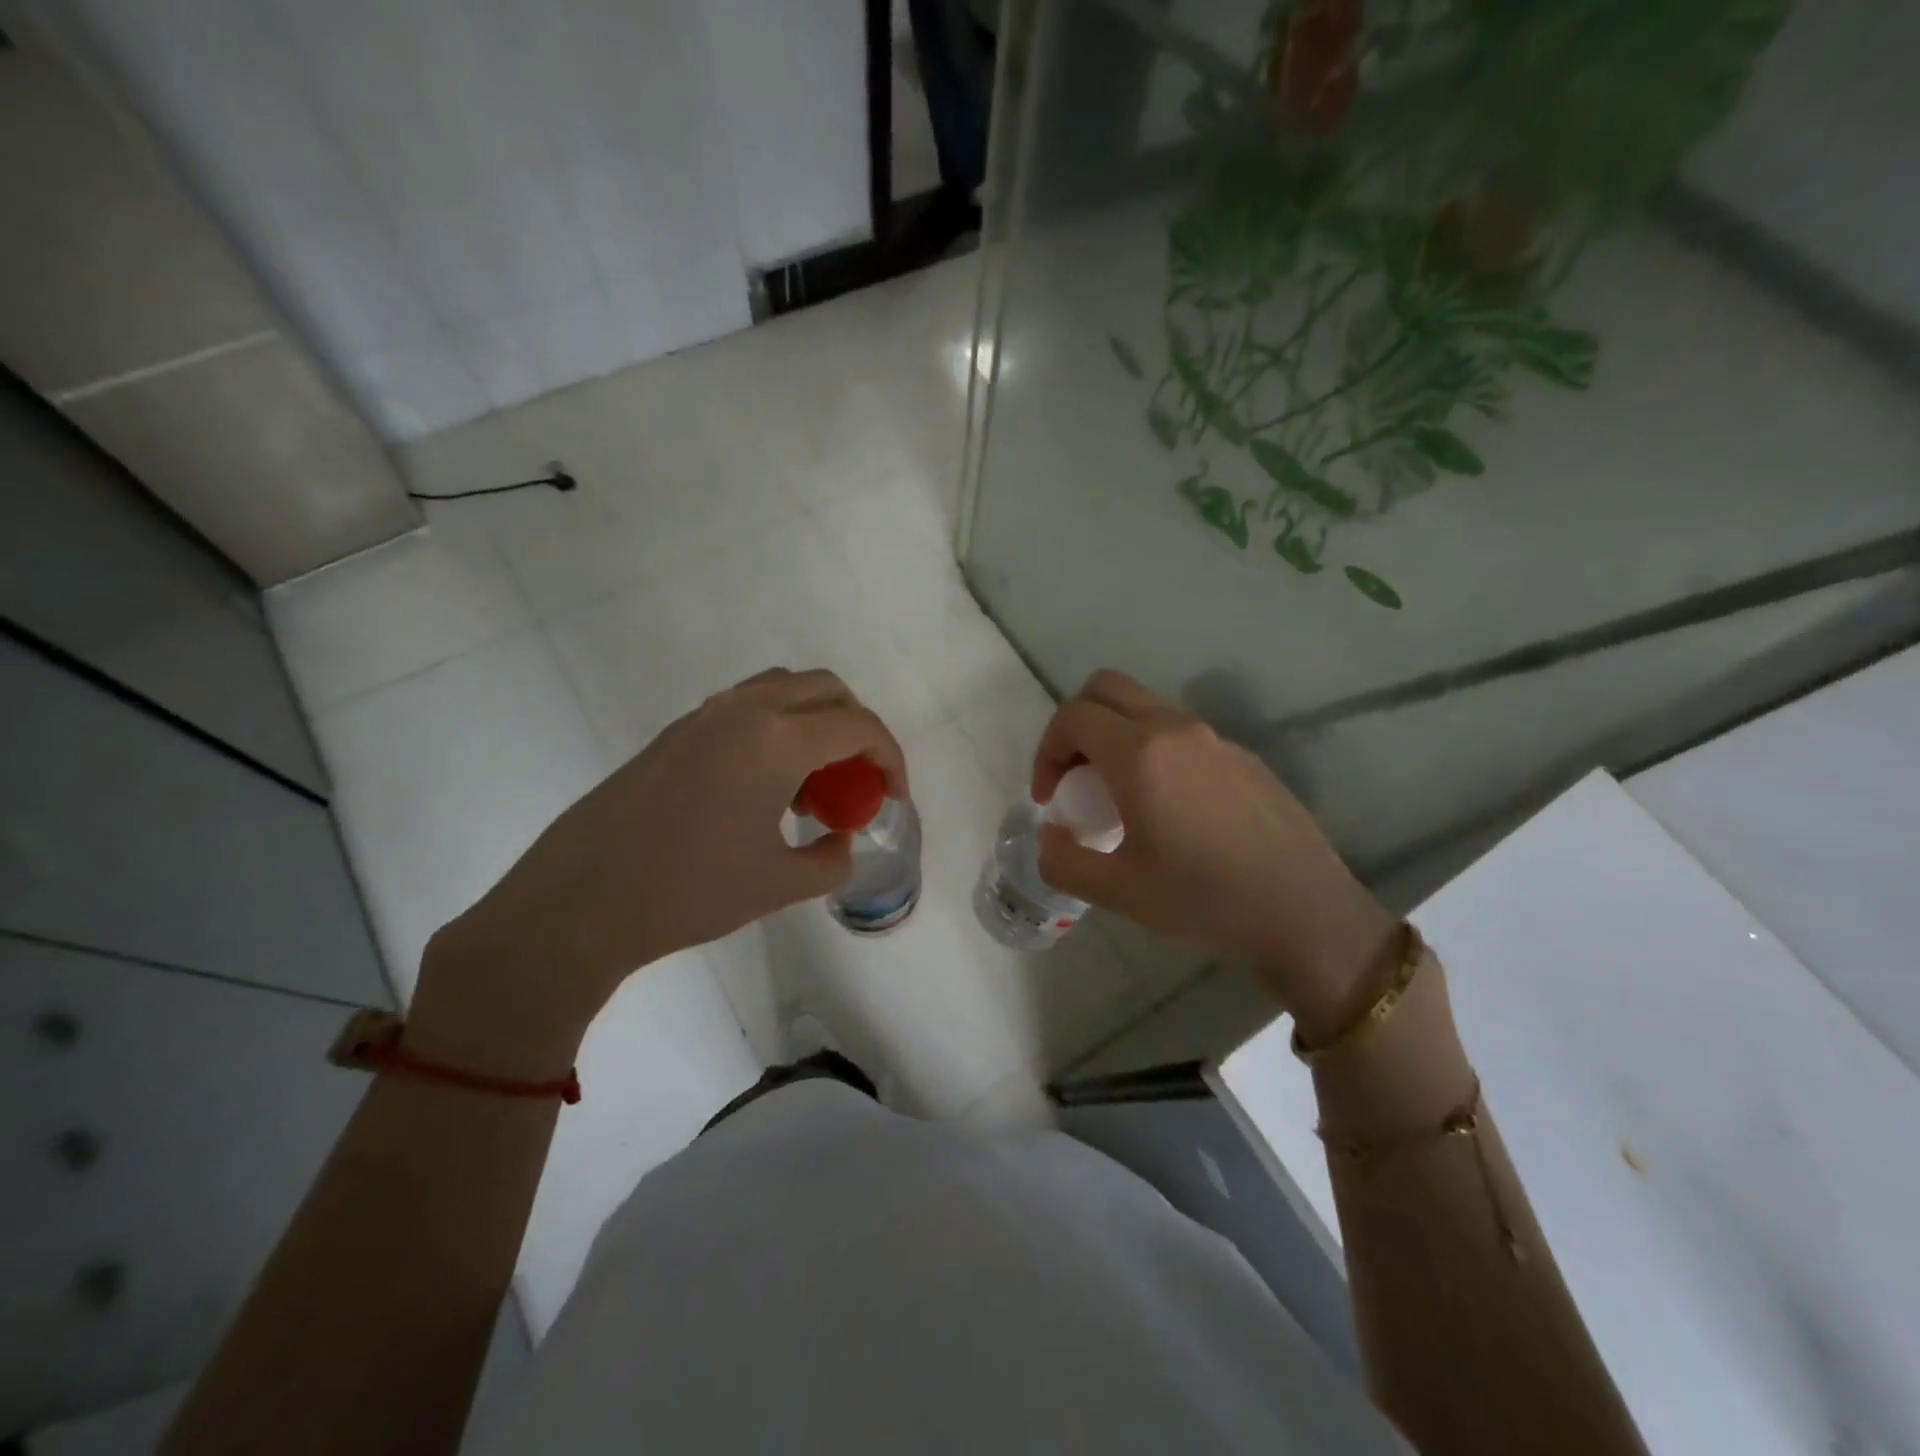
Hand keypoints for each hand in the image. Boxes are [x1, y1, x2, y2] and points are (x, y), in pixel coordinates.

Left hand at [409, 669, 907, 1077]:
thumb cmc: (689, 893)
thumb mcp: (777, 885)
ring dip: (814, 723)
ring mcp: (706, 715)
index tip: (894, 797)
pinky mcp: (677, 732)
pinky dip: (776, 729)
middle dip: (856, 729)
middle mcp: (745, 711)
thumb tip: (842, 842)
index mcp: (778, 740)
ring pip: (783, 690)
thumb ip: (829, 861)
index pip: (859, 725)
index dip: (889, 758)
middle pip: (826, 690)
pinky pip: (746, 708)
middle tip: (856, 781)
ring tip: (810, 786)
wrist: (580, 902)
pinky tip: (763, 787)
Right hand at [1031, 670, 1398, 1041]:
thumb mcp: (1118, 892)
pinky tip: (1170, 810)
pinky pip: (1182, 734)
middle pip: (1106, 689)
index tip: (1049, 797)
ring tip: (1118, 797)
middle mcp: (1176, 730)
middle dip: (1075, 725)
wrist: (1307, 915)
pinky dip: (1154, 750)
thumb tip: (1050, 836)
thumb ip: (1063, 860)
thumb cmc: (1205, 901)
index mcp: (1140, 754)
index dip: (1046, 750)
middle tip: (1073, 777)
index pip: (1073, 717)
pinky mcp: (1244, 758)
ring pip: (1146, 708)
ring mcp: (1216, 739)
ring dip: (1115, 736)